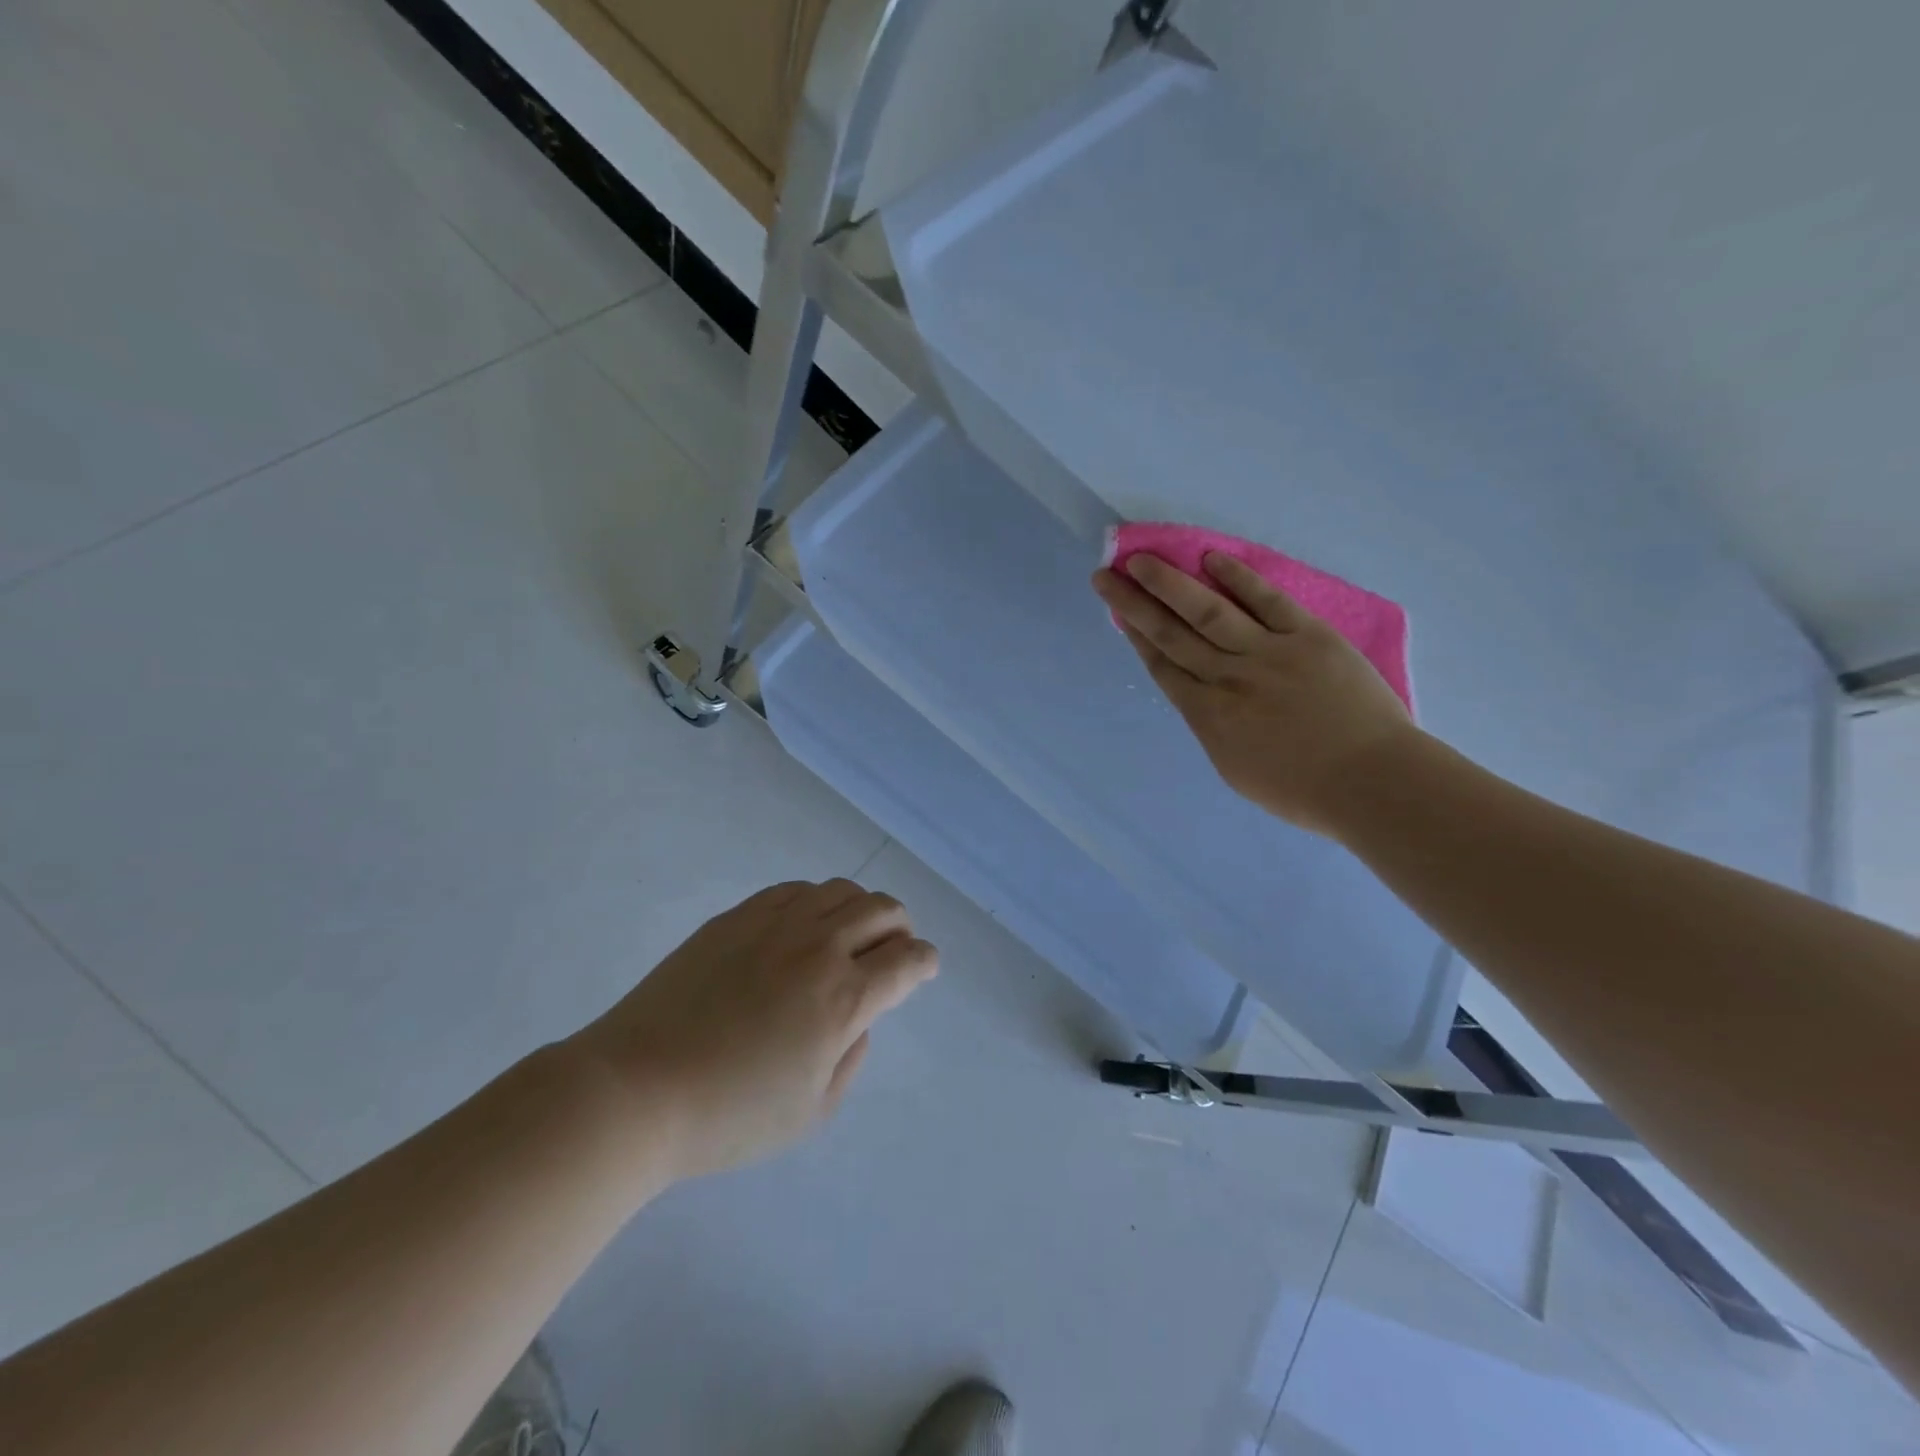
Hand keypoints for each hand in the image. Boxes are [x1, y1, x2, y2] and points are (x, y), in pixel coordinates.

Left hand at [572, 880, 937, 1180]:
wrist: (636, 1089)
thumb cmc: (728, 1116)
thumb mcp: (811, 1112)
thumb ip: (850, 1057)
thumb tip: (858, 1018)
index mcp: (844, 999)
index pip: (908, 961)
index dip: (925, 962)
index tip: (924, 969)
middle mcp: (819, 948)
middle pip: (882, 911)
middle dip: (901, 927)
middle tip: (894, 948)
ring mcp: (776, 924)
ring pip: (841, 890)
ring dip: (861, 907)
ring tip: (850, 932)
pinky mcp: (737, 917)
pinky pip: (794, 889)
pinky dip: (816, 899)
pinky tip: (804, 923)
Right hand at [1093, 551, 1418, 838]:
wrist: (1372, 783)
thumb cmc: (1303, 791)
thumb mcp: (1236, 770)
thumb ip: (1213, 728)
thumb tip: (1203, 697)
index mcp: (1208, 715)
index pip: (1162, 665)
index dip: (1135, 635)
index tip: (1116, 611)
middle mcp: (1227, 677)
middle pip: (1171, 634)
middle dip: (1134, 603)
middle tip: (1106, 575)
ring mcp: (1268, 653)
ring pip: (1208, 611)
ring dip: (1170, 583)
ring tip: (1141, 559)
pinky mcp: (1309, 636)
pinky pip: (1267, 601)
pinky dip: (1239, 578)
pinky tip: (1211, 558)